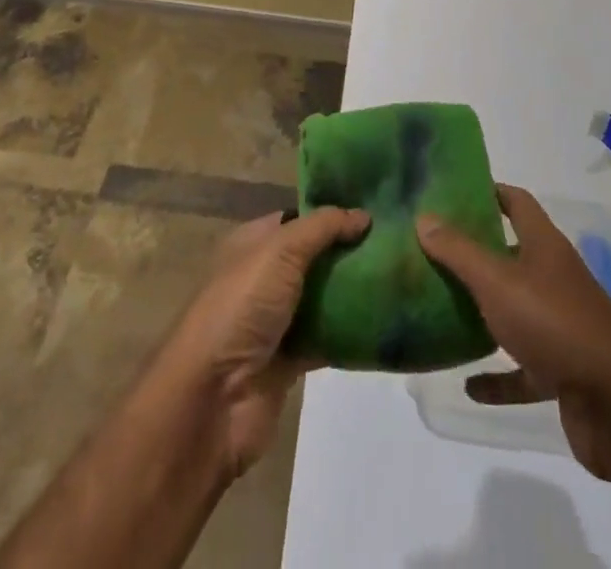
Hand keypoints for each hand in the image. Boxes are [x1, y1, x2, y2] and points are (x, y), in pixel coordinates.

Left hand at [160, 206, 369, 477]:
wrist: (211, 400)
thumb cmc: (240, 308)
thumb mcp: (280, 251)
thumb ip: (322, 228)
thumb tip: (363, 215)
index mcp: (252, 244)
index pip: (297, 218)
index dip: (331, 213)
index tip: (373, 210)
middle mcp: (263, 278)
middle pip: (314, 258)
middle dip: (348, 251)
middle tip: (396, 242)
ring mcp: (276, 321)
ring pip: (323, 298)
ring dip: (353, 292)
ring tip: (398, 276)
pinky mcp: (289, 361)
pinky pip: (327, 338)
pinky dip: (351, 332)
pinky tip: (385, 321)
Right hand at [417, 185, 610, 481]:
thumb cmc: (553, 322)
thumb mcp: (496, 280)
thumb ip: (459, 250)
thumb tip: (424, 217)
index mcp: (544, 246)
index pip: (517, 202)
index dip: (489, 191)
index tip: (453, 191)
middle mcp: (554, 278)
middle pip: (513, 254)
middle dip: (478, 251)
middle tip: (434, 249)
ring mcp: (561, 325)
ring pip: (516, 310)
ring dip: (485, 312)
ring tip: (444, 308)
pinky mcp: (562, 371)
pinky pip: (523, 370)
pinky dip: (498, 376)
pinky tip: (469, 384)